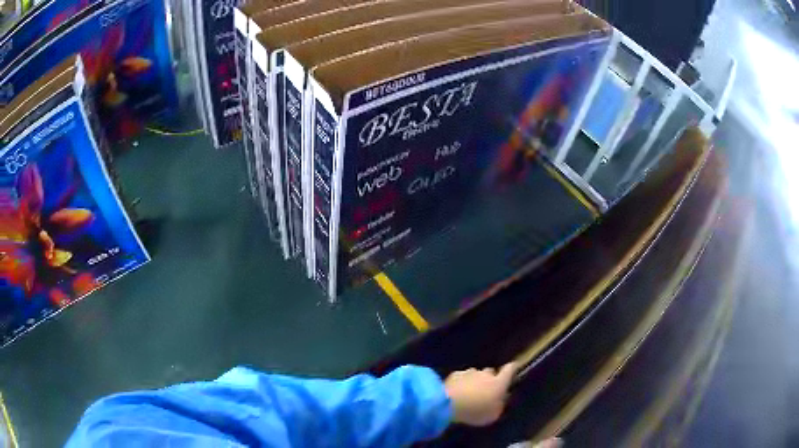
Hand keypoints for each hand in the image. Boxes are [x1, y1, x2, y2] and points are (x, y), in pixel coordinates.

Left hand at [444, 362, 517, 425]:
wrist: (449, 403)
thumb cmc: (476, 410)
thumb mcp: (494, 414)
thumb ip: (499, 405)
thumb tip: (501, 398)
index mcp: (499, 382)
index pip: (509, 369)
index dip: (512, 368)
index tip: (514, 367)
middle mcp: (486, 374)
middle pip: (490, 372)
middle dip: (489, 379)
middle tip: (485, 391)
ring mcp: (469, 372)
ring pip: (475, 374)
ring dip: (474, 381)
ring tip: (469, 393)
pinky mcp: (454, 375)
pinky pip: (461, 377)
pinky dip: (461, 382)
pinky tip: (457, 392)